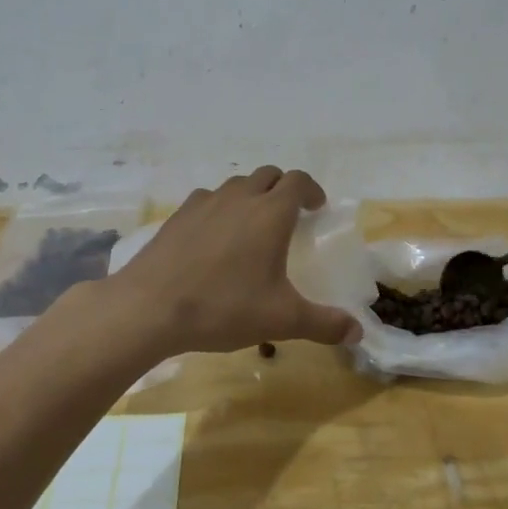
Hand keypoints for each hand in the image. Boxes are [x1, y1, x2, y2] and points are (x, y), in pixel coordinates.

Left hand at [106, 167, 362, 355]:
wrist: (149, 308)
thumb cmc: (223, 308)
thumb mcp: (281, 320)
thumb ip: (324, 324)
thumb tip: (358, 334)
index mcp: (270, 214)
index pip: (297, 181)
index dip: (311, 190)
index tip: (317, 207)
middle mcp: (239, 198)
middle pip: (268, 175)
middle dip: (283, 188)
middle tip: (289, 215)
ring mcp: (204, 204)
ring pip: (236, 185)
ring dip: (251, 195)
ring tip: (252, 225)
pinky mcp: (177, 216)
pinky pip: (207, 199)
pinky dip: (220, 208)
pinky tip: (215, 236)